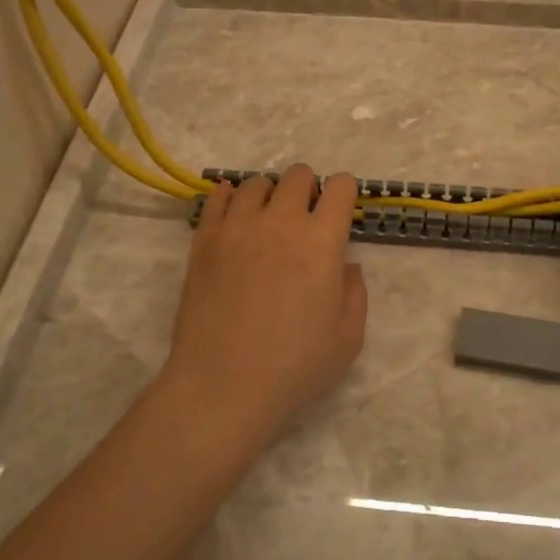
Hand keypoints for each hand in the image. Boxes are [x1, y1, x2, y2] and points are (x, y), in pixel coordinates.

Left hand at [163, 166, 367, 444]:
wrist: (222, 386)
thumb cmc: (294, 366)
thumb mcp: (348, 337)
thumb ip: (354, 292)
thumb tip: (343, 265)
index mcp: (322, 240)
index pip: (342, 186)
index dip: (346, 193)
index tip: (341, 214)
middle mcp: (282, 221)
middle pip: (299, 174)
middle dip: (309, 189)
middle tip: (305, 221)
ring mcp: (239, 225)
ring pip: (257, 182)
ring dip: (270, 195)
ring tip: (266, 223)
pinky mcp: (204, 238)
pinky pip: (218, 196)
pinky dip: (230, 199)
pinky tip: (234, 219)